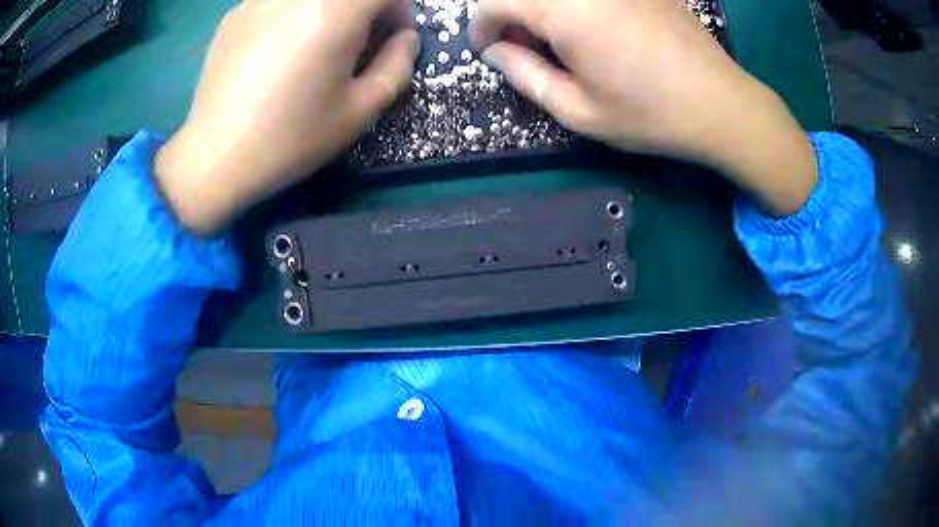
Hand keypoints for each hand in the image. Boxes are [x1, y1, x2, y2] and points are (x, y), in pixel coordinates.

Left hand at [156, 0, 418, 233]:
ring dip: (328, 10)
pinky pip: (280, 0)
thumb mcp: (360, 111)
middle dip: (364, 9)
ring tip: (314, 44)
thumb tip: (404, 38)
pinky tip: (277, 49)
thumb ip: (398, 65)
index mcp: (333, 12)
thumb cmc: (290, 138)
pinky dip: (293, 13)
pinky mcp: (236, 13)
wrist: (214, 158)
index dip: (399, 10)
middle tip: (355, 42)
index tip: (390, 39)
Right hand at [470, 0, 818, 215]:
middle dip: (511, 14)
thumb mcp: (579, 111)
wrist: (722, 105)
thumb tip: (495, 53)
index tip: (486, 50)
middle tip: (522, 46)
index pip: (496, 2)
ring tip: (557, 39)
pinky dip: (576, 6)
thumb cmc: (650, 115)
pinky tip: (592, 27)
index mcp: (564, 11)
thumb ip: (525, 76)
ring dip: (543, 9)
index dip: (482, 25)